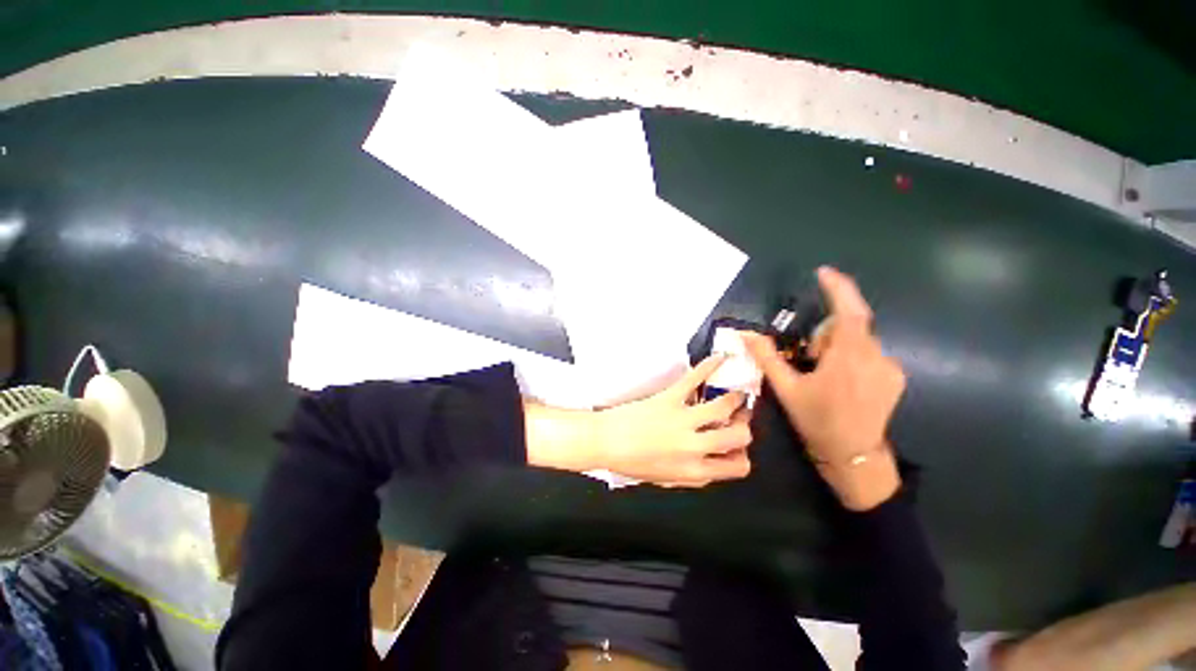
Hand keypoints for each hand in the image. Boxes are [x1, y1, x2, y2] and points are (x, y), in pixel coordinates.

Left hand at [525, 356, 752, 486]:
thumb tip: (714, 466)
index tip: (737, 447)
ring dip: (735, 398)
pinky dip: (710, 366)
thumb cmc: (632, 462)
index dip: (742, 456)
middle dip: (743, 427)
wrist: (605, 441)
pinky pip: (695, 379)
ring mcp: (682, 419)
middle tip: (738, 418)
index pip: (737, 467)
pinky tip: (721, 358)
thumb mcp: (666, 480)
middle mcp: (694, 446)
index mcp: (694, 471)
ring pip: (724, 406)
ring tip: (736, 394)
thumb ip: (694, 476)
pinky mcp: (669, 398)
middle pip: (738, 435)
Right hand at [744, 266, 905, 508]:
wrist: (853, 455)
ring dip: (838, 346)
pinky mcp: (895, 377)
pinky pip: (870, 352)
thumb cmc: (817, 421)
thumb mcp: (786, 389)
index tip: (823, 273)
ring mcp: (889, 368)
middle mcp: (875, 357)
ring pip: (860, 340)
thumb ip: (767, 357)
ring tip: (824, 373)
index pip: (849, 312)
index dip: (838, 288)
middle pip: (850, 325)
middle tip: (809, 357)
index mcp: (847, 359)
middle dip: (826, 333)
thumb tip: (745, 334)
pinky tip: (843, 381)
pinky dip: (852, 356)